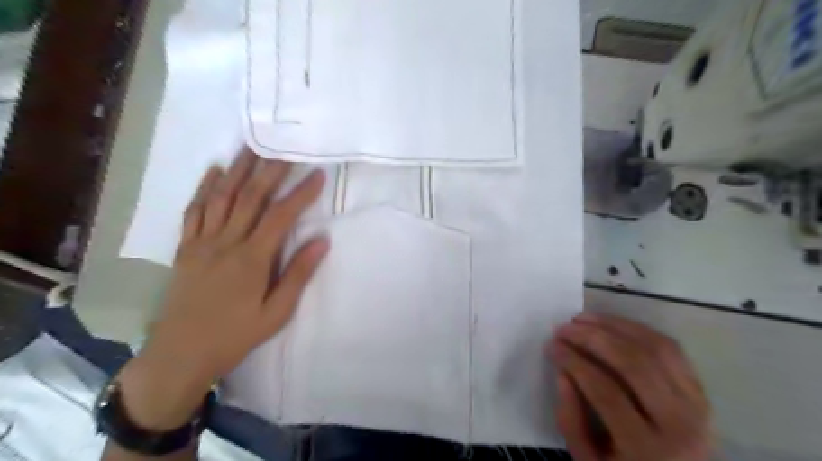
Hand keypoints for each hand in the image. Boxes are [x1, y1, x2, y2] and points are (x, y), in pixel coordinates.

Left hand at [117, 149, 329, 430]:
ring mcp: (202, 242)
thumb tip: (322, 241)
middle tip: (285, 146)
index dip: (301, 193)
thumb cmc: (236, 335)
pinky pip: (195, 211)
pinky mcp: (185, 248)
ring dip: (239, 170)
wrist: (180, 354)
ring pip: (222, 197)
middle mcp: (226, 242)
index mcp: (252, 259)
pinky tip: (215, 171)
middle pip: (251, 197)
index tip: (318, 174)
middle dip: (270, 169)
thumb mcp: (277, 312)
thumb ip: (298, 274)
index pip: (281, 216)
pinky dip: (205, 188)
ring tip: (252, 146)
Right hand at [552, 313, 713, 460]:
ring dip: (615, 326)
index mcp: (647, 449)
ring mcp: (697, 405)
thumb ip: (571, 418)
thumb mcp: (589, 460)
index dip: (575, 362)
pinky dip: (639, 330)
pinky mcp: (701, 392)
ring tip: (583, 319)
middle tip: (564, 327)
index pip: (606, 391)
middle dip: (592, 338)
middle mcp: (680, 424)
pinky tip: (613, 324)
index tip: (552, 345)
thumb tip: (562, 370)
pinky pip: (671, 350)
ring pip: (655, 348)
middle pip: (633, 364)